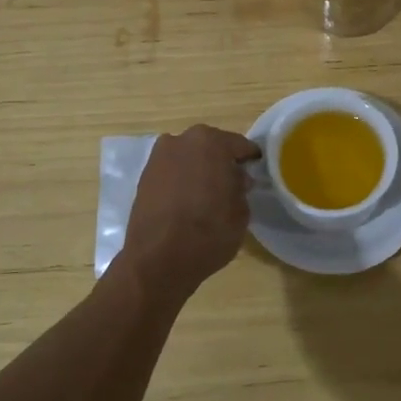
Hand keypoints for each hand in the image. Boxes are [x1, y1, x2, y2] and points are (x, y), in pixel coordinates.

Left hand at [117, 125, 261, 302]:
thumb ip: (241, 187)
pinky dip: (181, 181)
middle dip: (221, 161)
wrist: (158, 260)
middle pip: (210, 146)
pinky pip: (171, 172)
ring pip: (188, 157)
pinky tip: (187, 201)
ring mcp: (159, 157)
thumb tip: (235, 179)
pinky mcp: (144, 177)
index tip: (256, 171)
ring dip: (199, 169)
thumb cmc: (209, 232)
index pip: (240, 145)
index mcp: (211, 142)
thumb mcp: (241, 212)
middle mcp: (182, 140)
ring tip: (207, 194)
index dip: (250, 159)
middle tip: (232, 183)